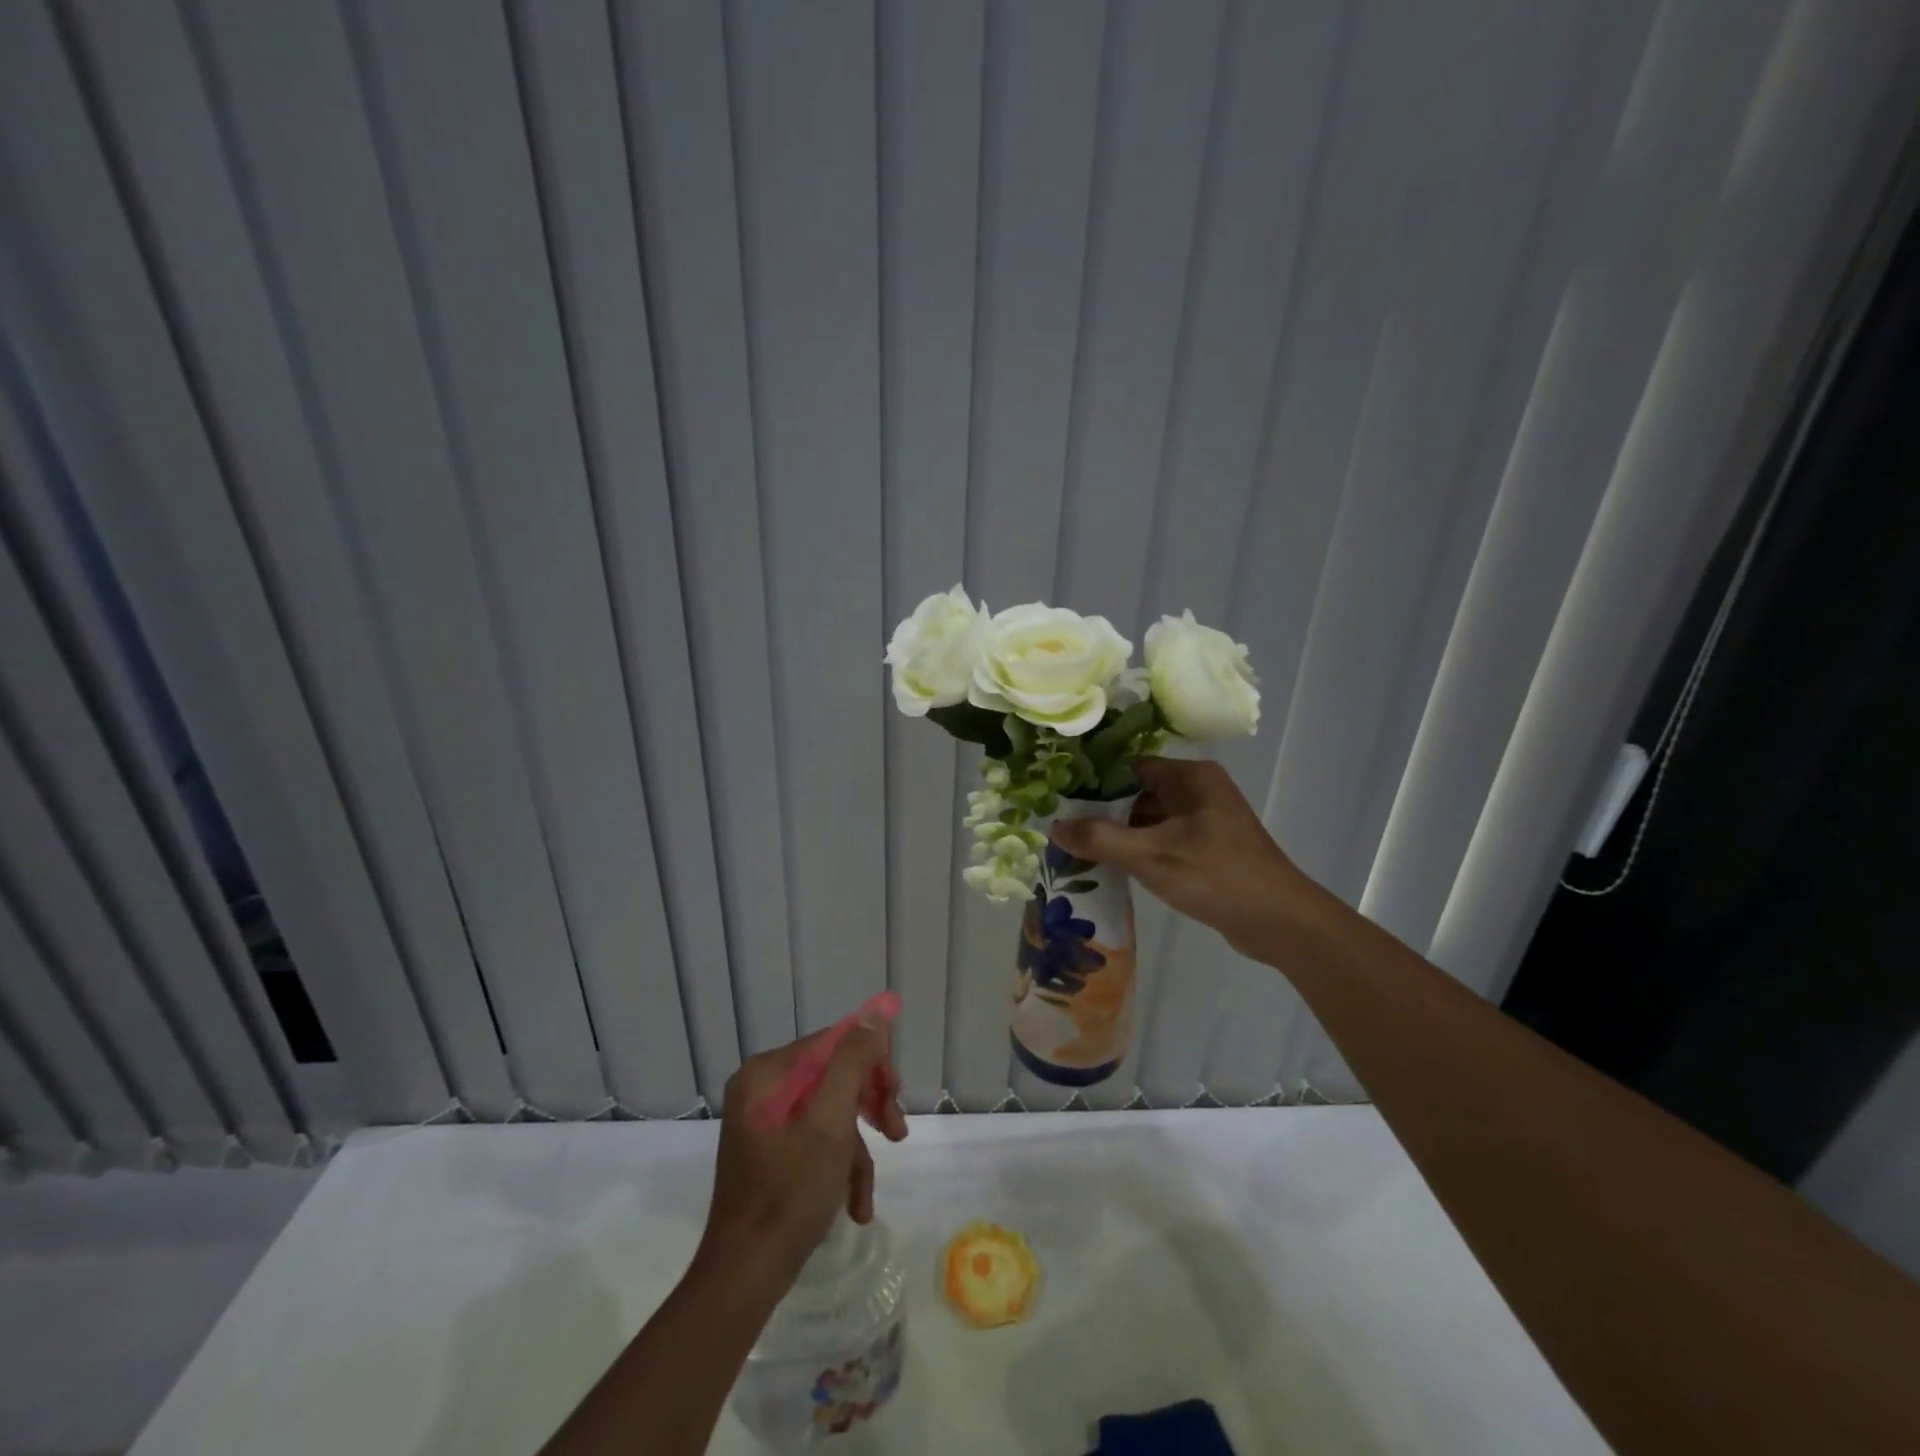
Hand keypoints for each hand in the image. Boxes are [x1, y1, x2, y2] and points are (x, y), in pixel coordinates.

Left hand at [699, 1019, 908, 1285]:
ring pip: (831, 1111)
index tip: (895, 1096)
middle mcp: (762, 1088)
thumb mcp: (830, 1123)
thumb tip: (874, 1014)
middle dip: (869, 1106)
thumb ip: (852, 1062)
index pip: (833, 1042)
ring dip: (858, 1148)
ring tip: (867, 1193)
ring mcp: (765, 1121)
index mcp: (767, 1072)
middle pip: (834, 1075)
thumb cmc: (789, 1193)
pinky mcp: (772, 1151)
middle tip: (896, 1131)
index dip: (871, 1063)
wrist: (745, 1276)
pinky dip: (840, 1166)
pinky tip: (856, 1204)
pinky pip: (817, 1140)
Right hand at [1049, 757, 1314, 957]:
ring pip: (1150, 819)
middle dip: (1103, 813)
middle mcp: (1199, 790)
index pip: (1130, 767)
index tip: (1061, 802)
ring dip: (1120, 835)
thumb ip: (1100, 839)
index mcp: (1191, 777)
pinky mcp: (1210, 848)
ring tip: (1078, 851)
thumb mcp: (1151, 856)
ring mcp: (1207, 820)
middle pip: (1138, 793)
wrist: (1281, 922)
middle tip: (1064, 830)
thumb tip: (1055, 827)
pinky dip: (1140, 851)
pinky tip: (1112, 868)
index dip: (1095, 783)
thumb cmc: (1216, 876)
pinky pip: (1164, 840)